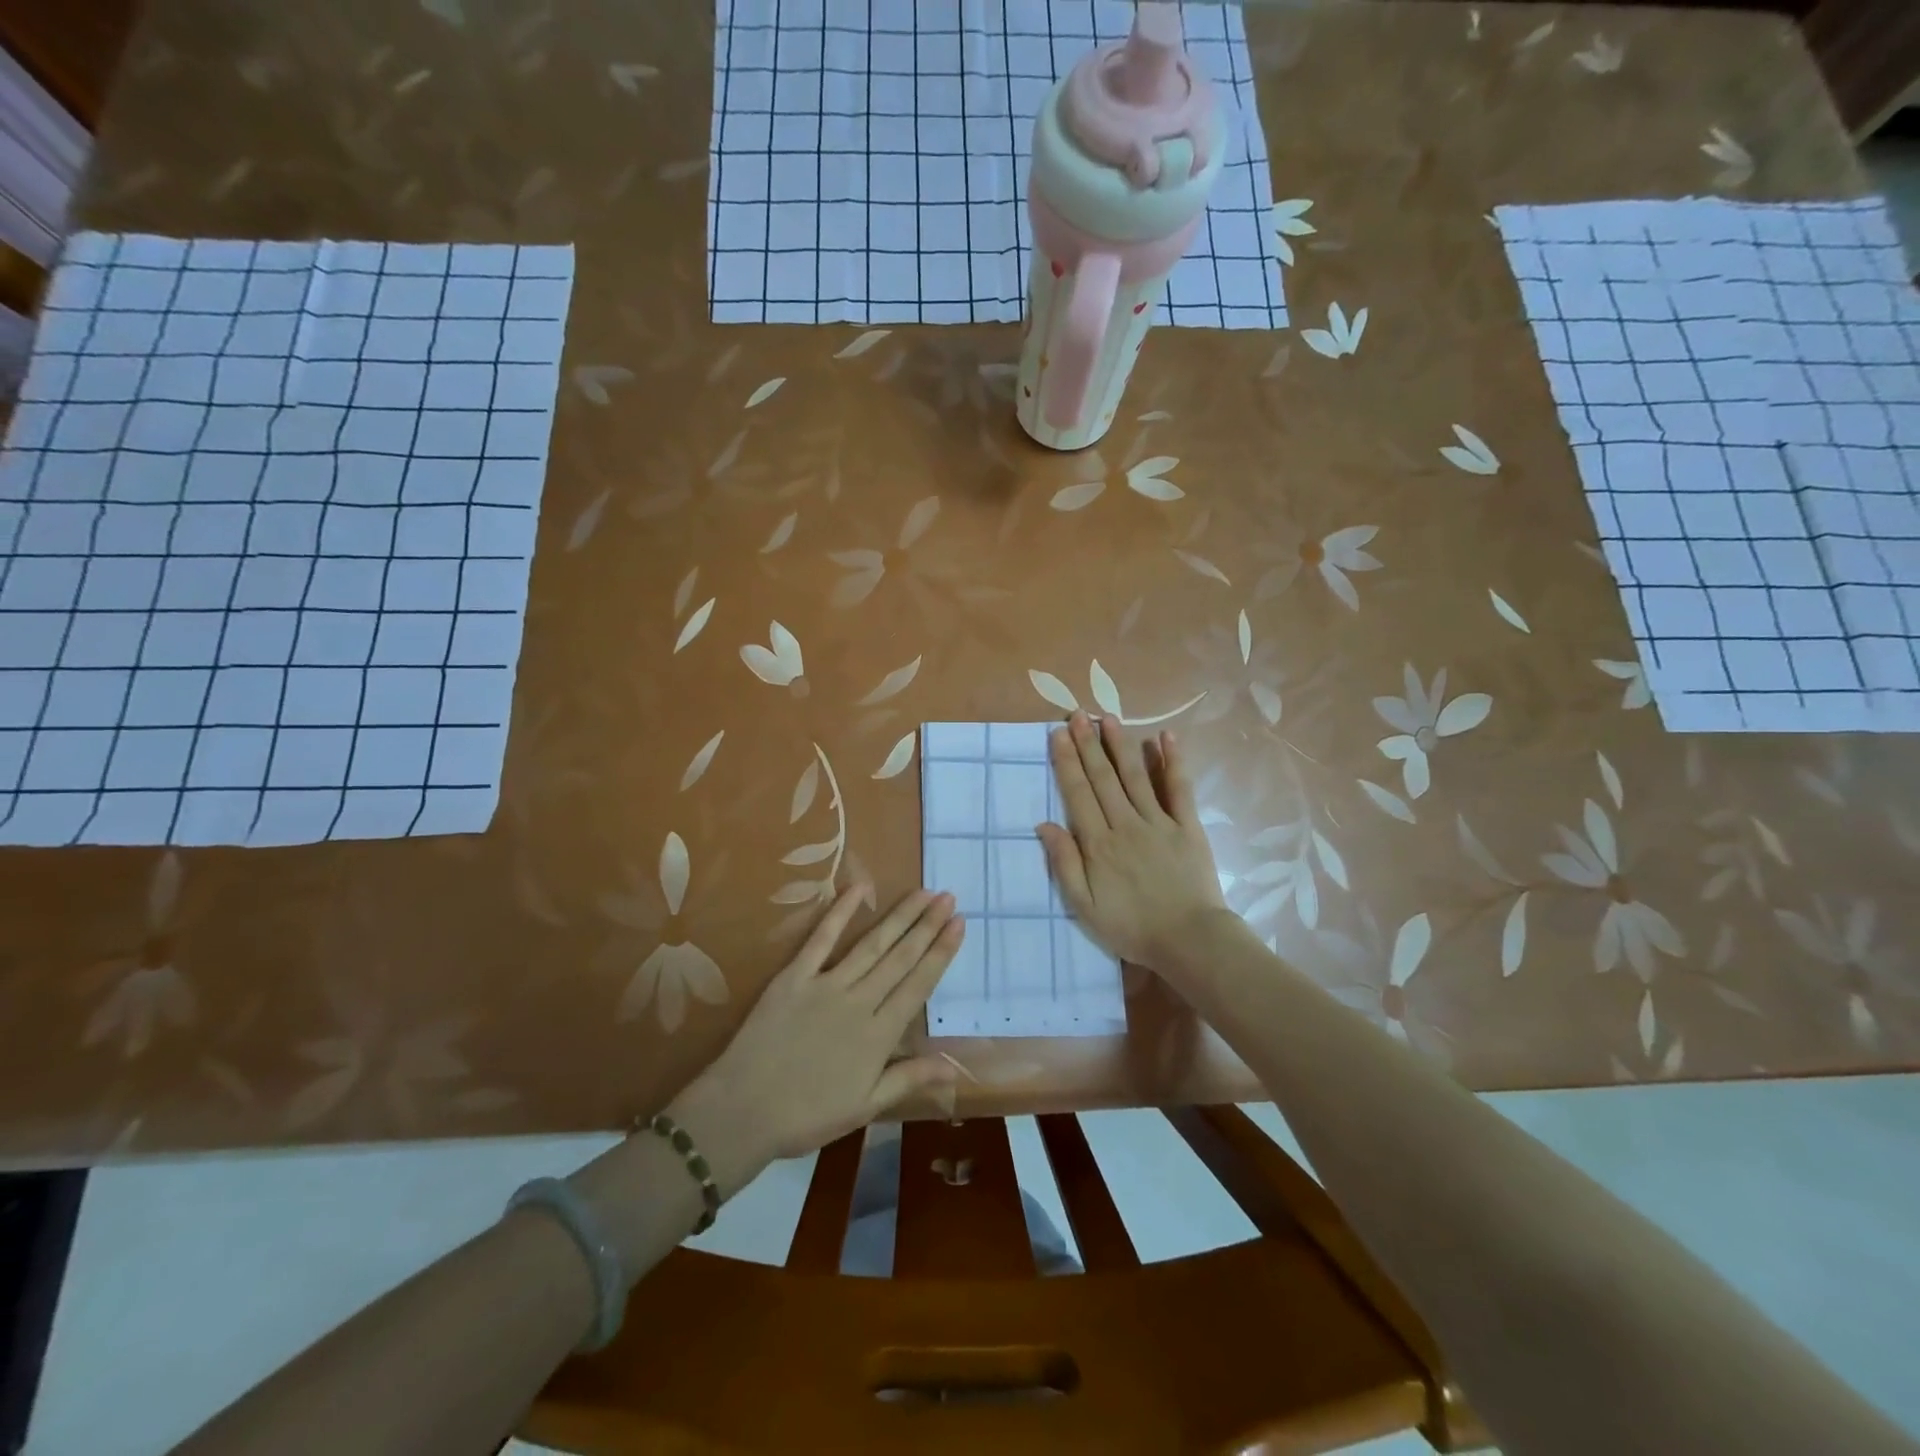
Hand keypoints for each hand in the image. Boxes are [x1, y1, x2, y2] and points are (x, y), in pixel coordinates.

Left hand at [666, 887, 962, 1195]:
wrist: (742, 1112)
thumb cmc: (807, 1116)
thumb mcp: (865, 1107)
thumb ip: (908, 1078)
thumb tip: (953, 1064)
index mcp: (879, 1035)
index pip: (919, 984)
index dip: (941, 952)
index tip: (960, 924)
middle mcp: (860, 1002)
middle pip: (901, 957)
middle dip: (927, 925)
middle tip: (948, 897)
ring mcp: (827, 985)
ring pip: (872, 944)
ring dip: (900, 917)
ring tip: (922, 893)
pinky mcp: (795, 977)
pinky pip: (821, 939)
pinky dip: (840, 912)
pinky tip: (859, 888)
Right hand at [1038, 712, 1226, 975]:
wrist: (1189, 940)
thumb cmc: (1131, 927)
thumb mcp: (1084, 906)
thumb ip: (1064, 864)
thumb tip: (1044, 824)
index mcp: (1098, 844)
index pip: (1078, 794)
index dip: (1067, 762)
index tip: (1058, 735)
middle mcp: (1126, 824)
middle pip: (1103, 778)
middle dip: (1088, 744)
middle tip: (1077, 714)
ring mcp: (1159, 822)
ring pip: (1135, 776)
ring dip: (1120, 745)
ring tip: (1108, 718)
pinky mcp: (1187, 826)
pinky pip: (1179, 788)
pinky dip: (1173, 762)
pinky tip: (1166, 737)